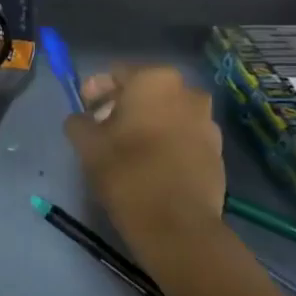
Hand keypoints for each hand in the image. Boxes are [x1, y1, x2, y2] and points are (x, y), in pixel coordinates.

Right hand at [64, 64, 225, 242]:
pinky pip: (183, 136)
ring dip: (146, 123)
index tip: (84, 110)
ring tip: (126, 148)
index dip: (96, 90)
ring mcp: (207, 122)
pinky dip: (166, 142)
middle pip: (145, 91)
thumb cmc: (126, 171)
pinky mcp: (217, 151)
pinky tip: (150, 164)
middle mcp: (187, 92)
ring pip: (167, 113)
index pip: (117, 73)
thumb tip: (82, 119)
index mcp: (155, 81)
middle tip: (102, 128)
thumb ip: (78, 121)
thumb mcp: (86, 143)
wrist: (176, 223)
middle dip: (123, 105)